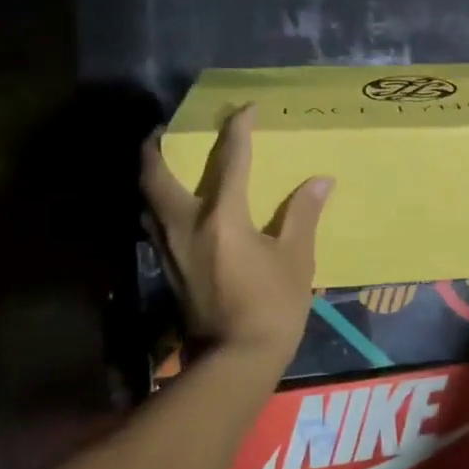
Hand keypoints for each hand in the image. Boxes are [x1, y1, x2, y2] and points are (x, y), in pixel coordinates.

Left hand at [141, 104, 332, 365]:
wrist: (235, 359)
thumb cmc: (273, 307)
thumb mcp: (297, 260)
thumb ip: (302, 215)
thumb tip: (320, 181)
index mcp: (223, 218)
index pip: (231, 161)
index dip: (239, 130)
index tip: (245, 109)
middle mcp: (187, 226)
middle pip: (157, 176)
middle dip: (157, 148)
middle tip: (163, 130)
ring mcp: (170, 250)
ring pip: (147, 201)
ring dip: (151, 177)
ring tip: (161, 164)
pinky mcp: (167, 270)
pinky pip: (154, 225)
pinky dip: (157, 207)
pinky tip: (170, 211)